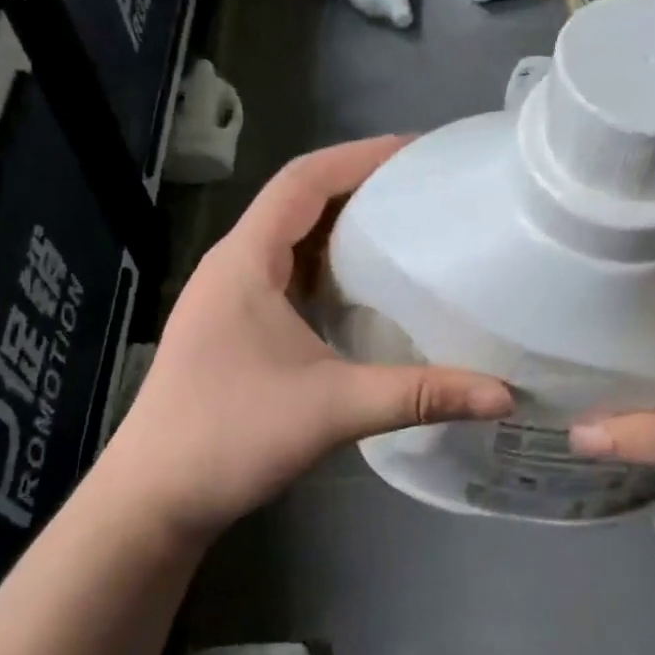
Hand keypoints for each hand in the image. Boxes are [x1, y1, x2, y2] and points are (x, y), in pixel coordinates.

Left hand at [103, 137, 513, 534]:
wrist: (152, 502)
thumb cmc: (229, 438)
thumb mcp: (334, 409)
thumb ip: (420, 395)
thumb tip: (502, 395)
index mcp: (245, 261)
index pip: (303, 180)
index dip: (359, 156)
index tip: (417, 152)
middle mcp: (233, 267)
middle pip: (299, 202)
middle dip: (359, 187)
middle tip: (424, 190)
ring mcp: (229, 300)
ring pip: (292, 241)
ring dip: (343, 228)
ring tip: (405, 230)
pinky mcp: (234, 330)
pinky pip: (288, 277)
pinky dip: (328, 269)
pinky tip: (365, 292)